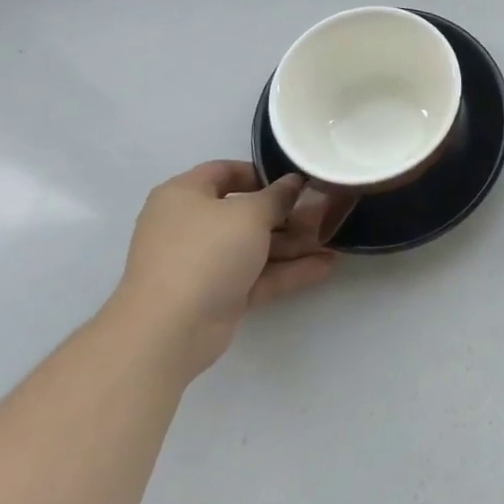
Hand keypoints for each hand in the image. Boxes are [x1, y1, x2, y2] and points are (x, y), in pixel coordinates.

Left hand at [106, 161, 341, 379]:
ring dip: (293, 244)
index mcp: (185, 195)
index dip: (261, 173)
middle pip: (245, 212)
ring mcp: (204, 263)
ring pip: (254, 246)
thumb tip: (294, 183)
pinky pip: (257, 276)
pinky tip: (325, 266)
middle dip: (286, 214)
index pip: (224, 172)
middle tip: (324, 212)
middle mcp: (191, 226)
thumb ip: (277, 197)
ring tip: (334, 240)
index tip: (295, 180)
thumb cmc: (205, 252)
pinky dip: (287, 271)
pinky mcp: (218, 295)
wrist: (169, 331)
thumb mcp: (249, 214)